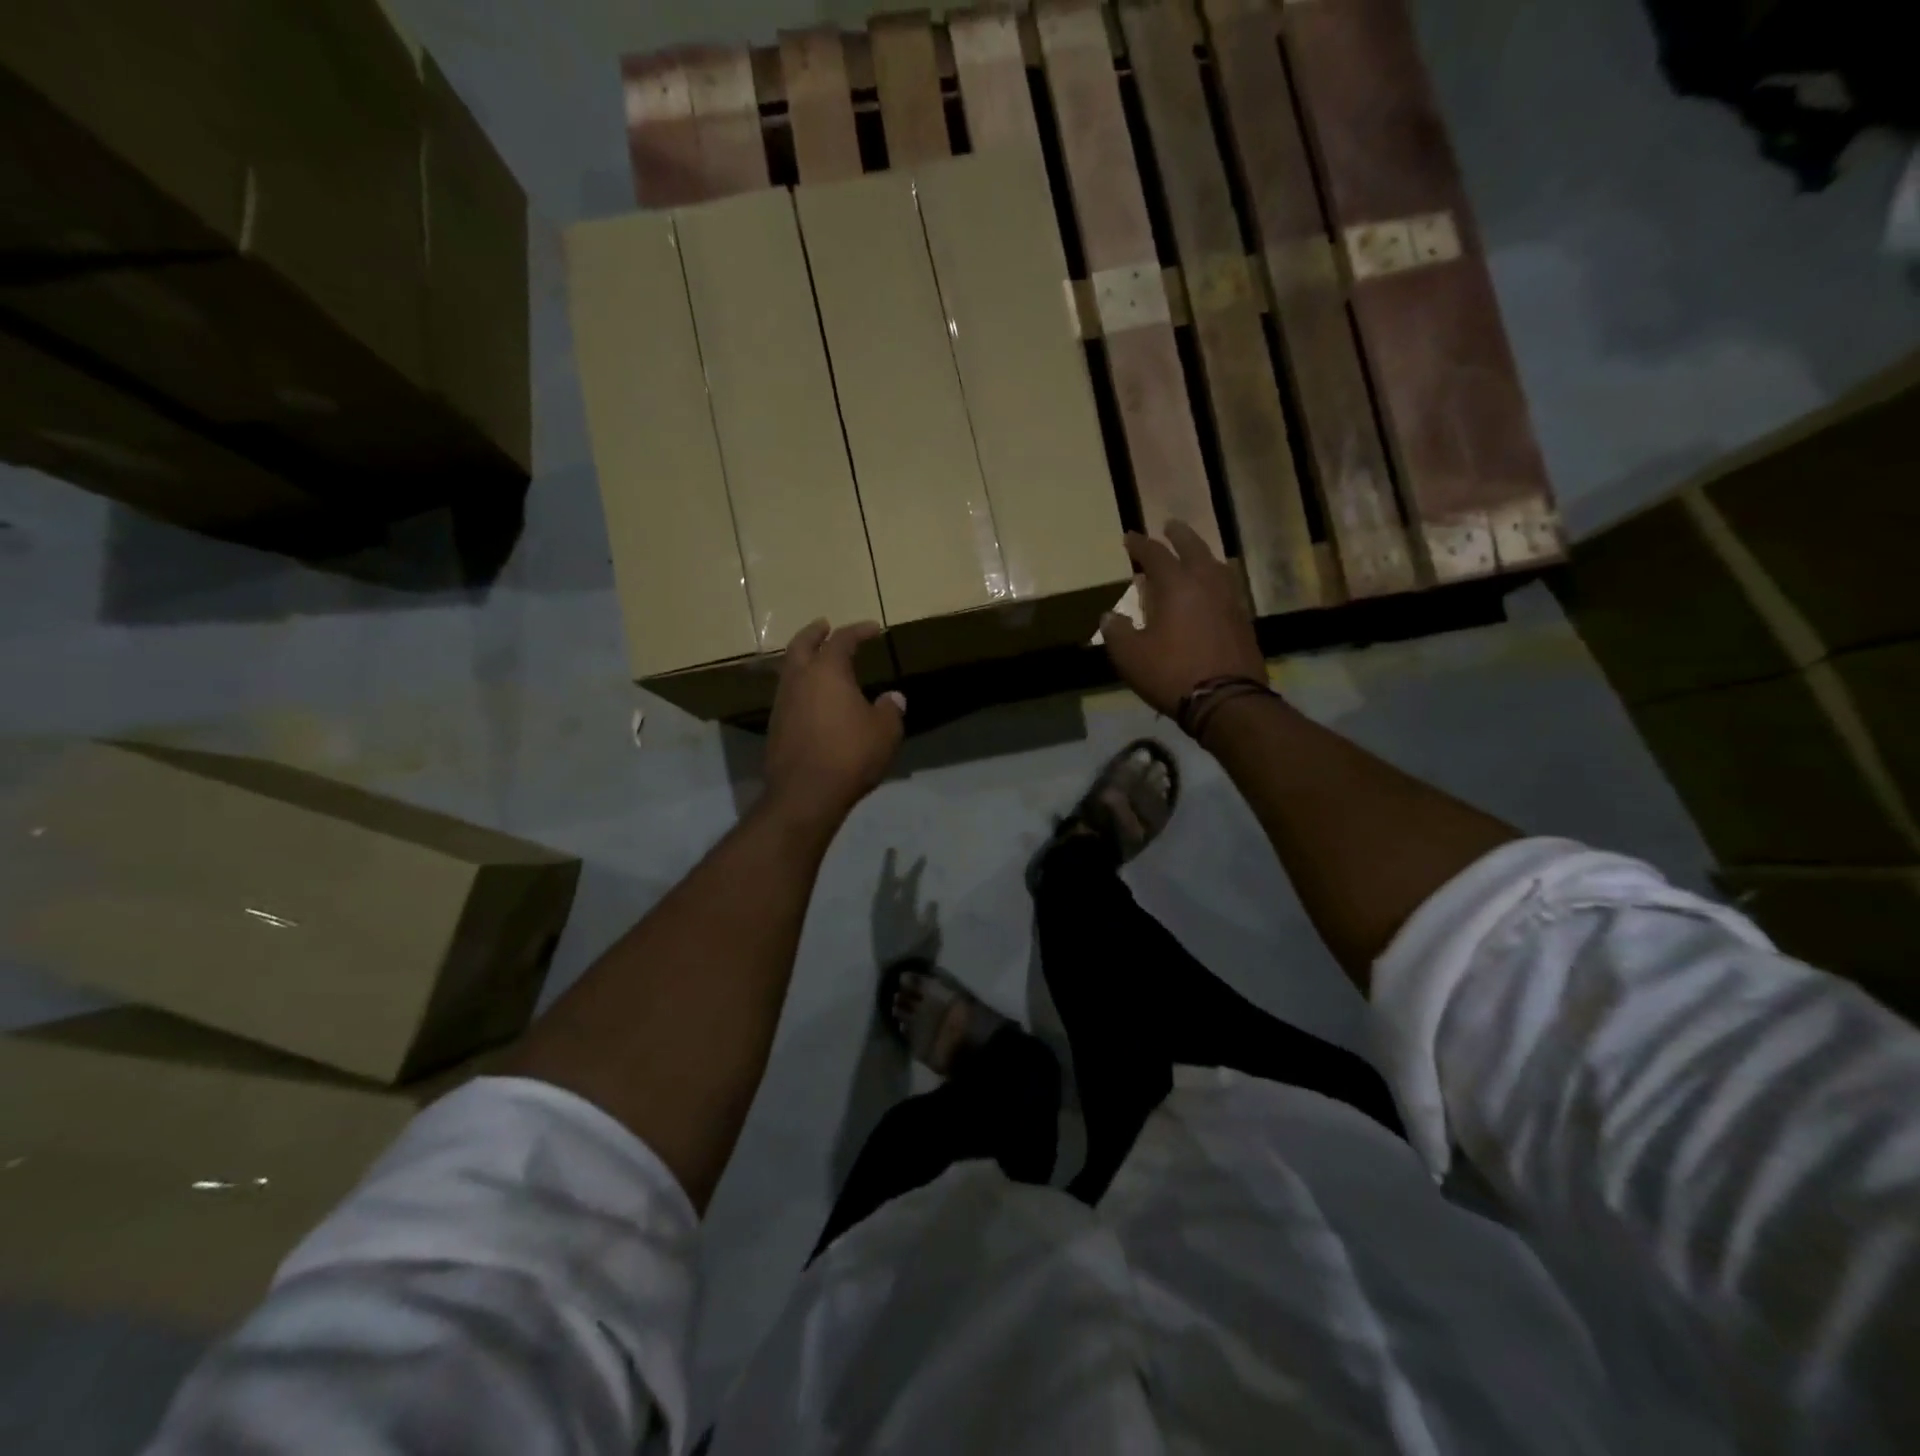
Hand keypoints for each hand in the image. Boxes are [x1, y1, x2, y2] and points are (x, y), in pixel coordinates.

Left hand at [764, 619, 904, 829]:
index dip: (858, 631)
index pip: (842, 640)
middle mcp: (799, 679)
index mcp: (827, 671)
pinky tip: (812, 699)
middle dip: (814, 633)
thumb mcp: (884, 732)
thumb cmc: (850, 755)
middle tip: (824, 625)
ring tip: (817, 662)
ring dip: (802, 659)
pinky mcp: (775, 726)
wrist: (805, 794)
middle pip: (801, 645)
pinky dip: (800, 686)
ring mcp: (782, 703)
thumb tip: (892, 698)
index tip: (872, 629)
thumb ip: (889, 710)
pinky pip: (788, 694)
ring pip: (789, 669)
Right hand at [1101, 521, 1265, 716]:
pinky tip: (1209, 592)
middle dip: (1179, 536)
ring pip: (1216, 566)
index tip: (1129, 537)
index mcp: (1176, 586)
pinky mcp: (1242, 621)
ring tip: (1193, 555)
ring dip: (1202, 556)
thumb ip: (1117, 632)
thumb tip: (1109, 617)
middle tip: (1170, 526)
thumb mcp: (1131, 656)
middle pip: (1194, 548)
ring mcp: (1229, 601)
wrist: (1227, 700)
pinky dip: (1214, 581)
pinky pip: (1226, 588)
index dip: (1140, 545)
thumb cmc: (1172, 673)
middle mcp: (1206, 584)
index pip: (1156, 555)